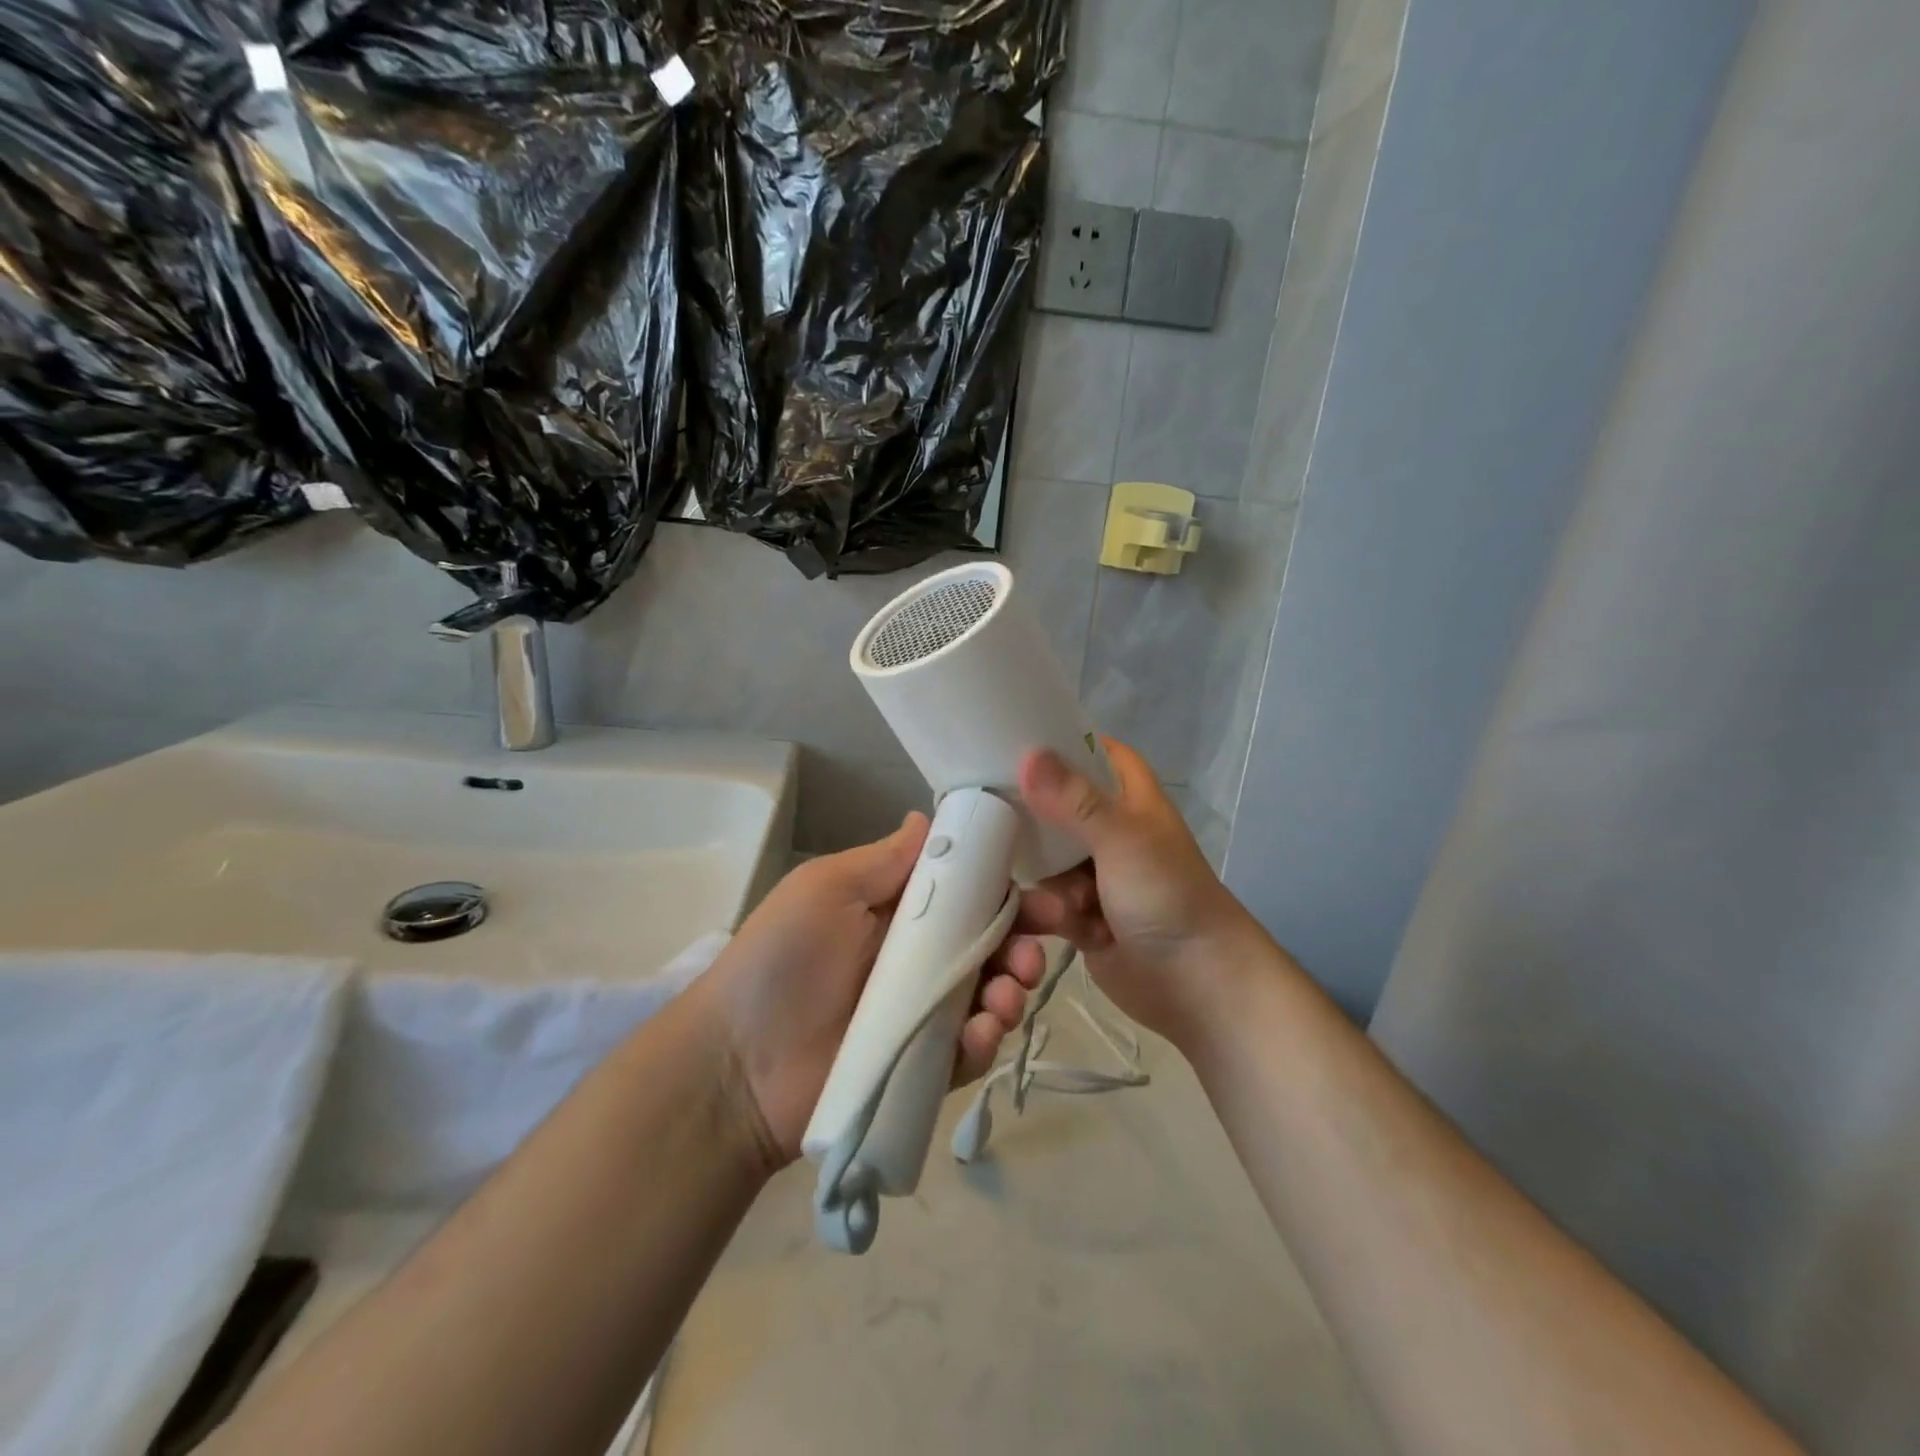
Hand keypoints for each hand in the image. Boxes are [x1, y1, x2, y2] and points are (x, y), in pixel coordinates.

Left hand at [705, 814, 1042, 1168]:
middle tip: (1034, 951)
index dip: (1003, 891)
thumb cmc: (781, 960)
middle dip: (1021, 945)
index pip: (965, 894)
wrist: (735, 1065)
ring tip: (1009, 993)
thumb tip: (926, 817)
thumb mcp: (825, 889)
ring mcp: (923, 1016)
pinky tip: (982, 1032)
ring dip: (1013, 991)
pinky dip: (986, 1040)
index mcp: (897, 913)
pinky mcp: (923, 1067)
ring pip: (989, 997)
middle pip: (988, 947)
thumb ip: (883, 860)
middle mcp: (917, 960)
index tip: (1038, 893)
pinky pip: (969, 1050)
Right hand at [996, 738, 1271, 1049]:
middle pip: (1053, 805)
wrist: (1196, 984)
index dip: (1055, 742)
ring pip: (1043, 858)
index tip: (1005, 738)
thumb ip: (1073, 799)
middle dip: (1029, 819)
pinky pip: (1045, 900)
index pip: (1090, 751)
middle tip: (988, 819)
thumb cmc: (1167, 896)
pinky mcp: (1079, 914)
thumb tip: (1028, 754)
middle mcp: (1108, 828)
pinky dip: (1049, 913)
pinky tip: (1060, 926)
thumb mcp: (1122, 838)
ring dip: (1047, 882)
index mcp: (1128, 796)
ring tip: (1067, 906)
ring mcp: (1093, 872)